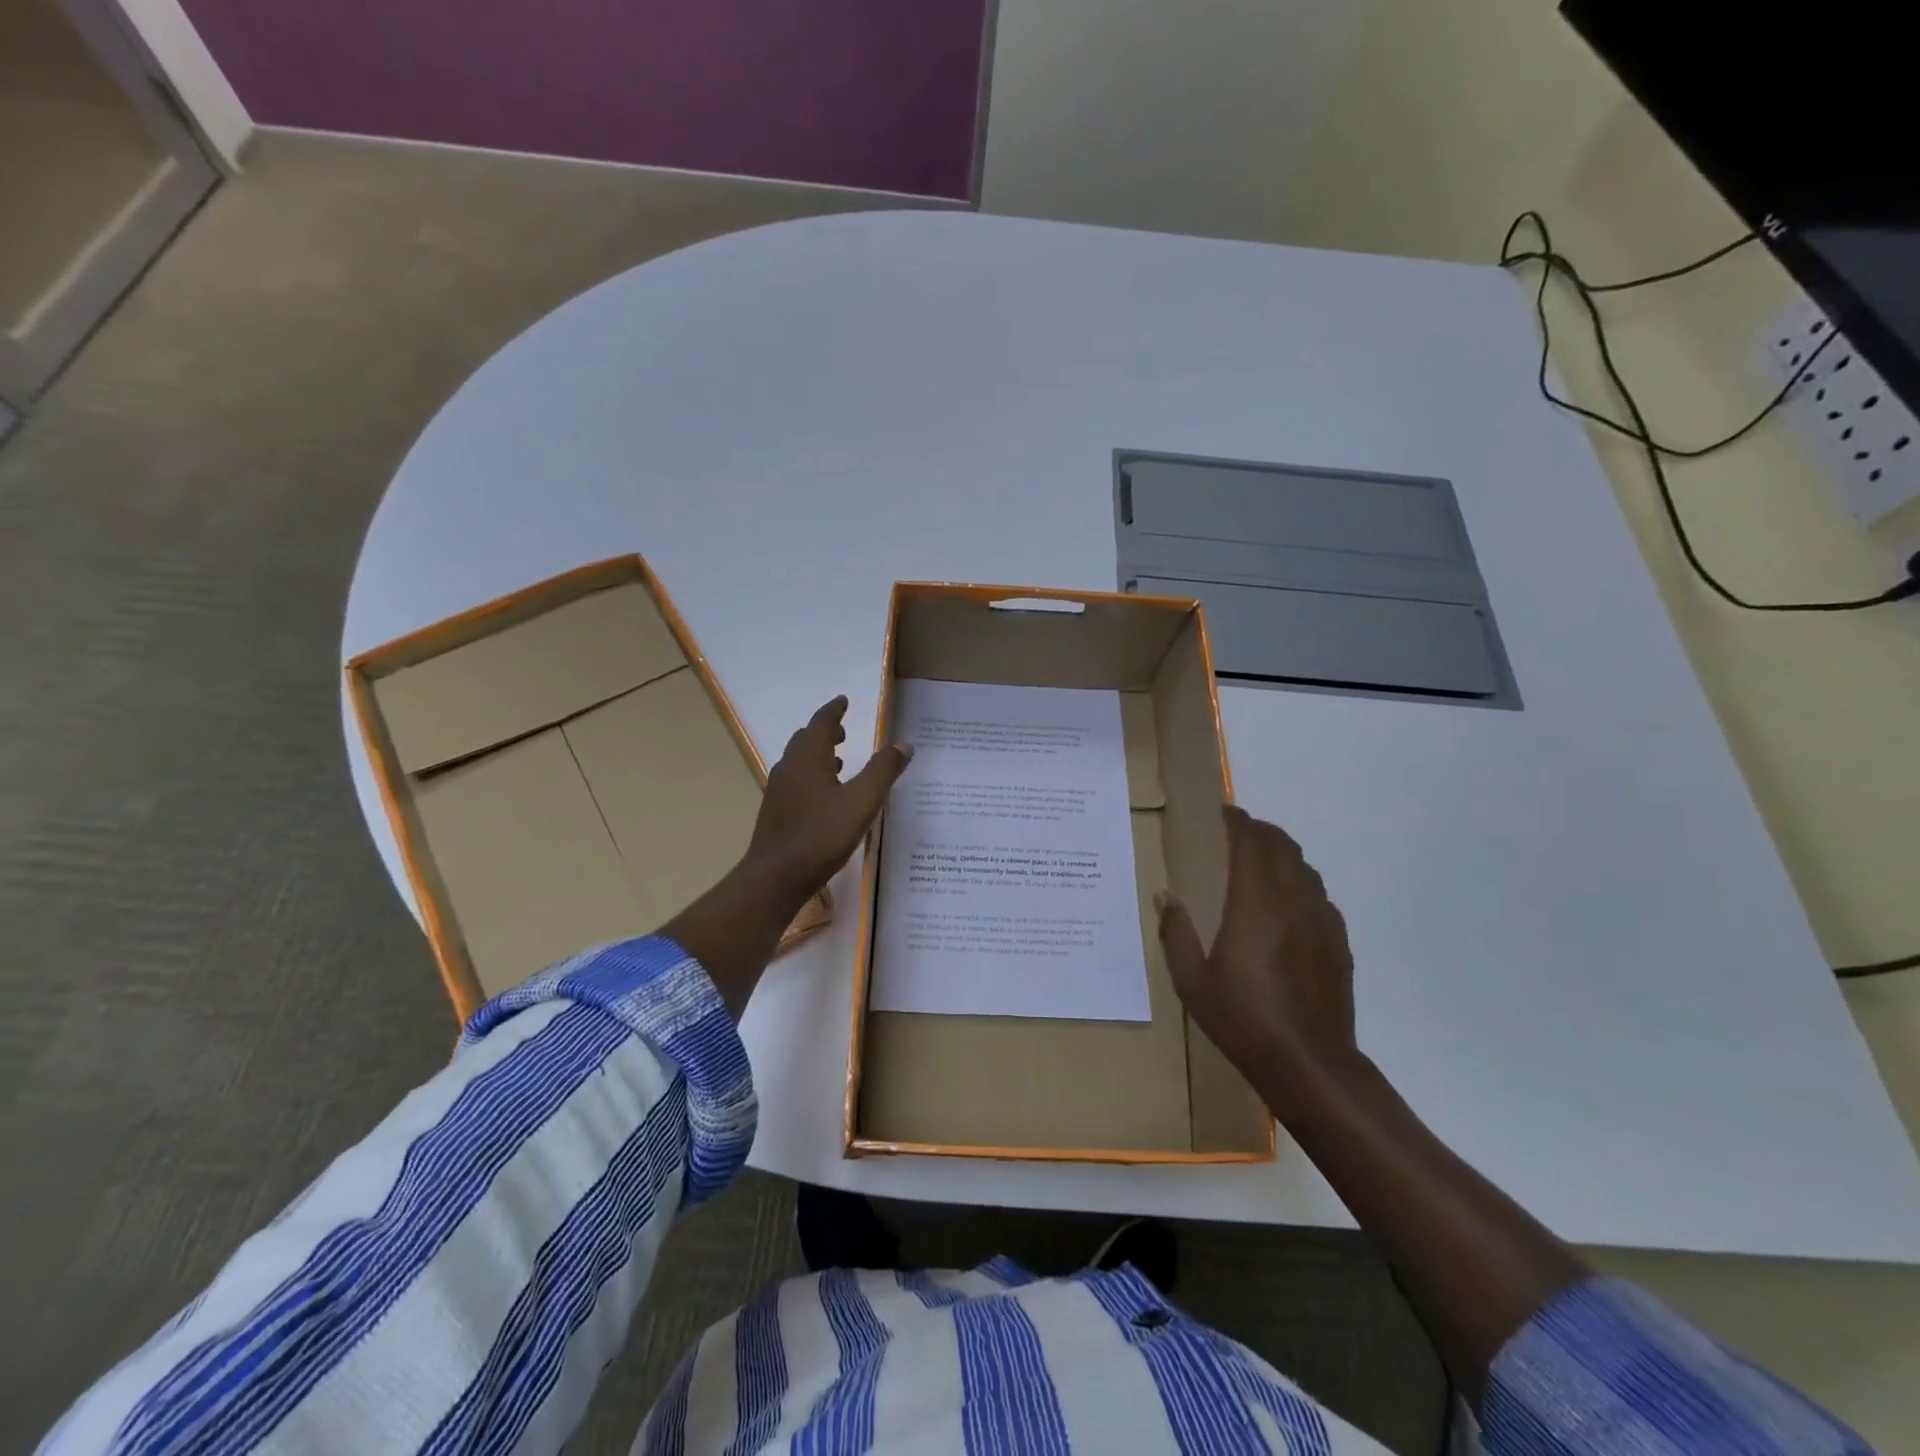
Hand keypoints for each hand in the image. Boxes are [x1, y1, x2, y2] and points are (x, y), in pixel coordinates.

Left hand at [745, 695, 912, 906]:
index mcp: (808, 758)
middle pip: (806, 740)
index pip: (821, 722)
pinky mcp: (776, 813)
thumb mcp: (862, 802)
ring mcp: (779, 791)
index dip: (834, 710)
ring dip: (818, 755)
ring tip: (840, 761)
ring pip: (799, 762)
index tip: (843, 700)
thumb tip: (904, 744)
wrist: (775, 877)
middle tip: (844, 730)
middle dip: (825, 732)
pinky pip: (796, 782)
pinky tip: (825, 797)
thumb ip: (883, 771)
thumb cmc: (821, 835)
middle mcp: (789, 768)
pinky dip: (812, 776)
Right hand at [1157, 806, 1356, 1096]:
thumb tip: (1165, 896)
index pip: (1251, 842)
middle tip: (1236, 834)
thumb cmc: (1242, 1018)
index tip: (1222, 813)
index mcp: (1254, 903)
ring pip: (1305, 868)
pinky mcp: (1338, 942)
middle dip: (1260, 831)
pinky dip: (1300, 884)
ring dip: (1282, 855)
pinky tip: (1286, 906)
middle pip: (1283, 846)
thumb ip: (1175, 932)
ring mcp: (1321, 921)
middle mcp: (1293, 901)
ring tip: (1260, 863)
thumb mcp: (1191, 980)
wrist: (1308, 1063)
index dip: (1238, 821)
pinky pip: (1319, 896)